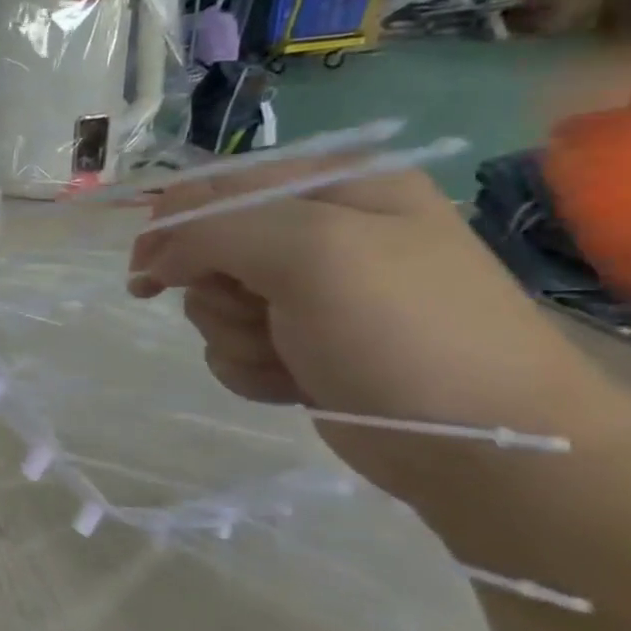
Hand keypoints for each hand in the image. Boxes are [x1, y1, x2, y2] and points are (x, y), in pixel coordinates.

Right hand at [126, 163, 630, 495]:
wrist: (480, 444)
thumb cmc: (401, 330)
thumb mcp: (309, 251)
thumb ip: (214, 230)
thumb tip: (154, 258)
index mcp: (334, 186)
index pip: (214, 185)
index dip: (173, 226)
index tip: (150, 273)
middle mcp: (319, 231)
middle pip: (205, 248)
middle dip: (217, 290)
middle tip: (259, 313)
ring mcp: (309, 292)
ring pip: (211, 302)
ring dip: (234, 335)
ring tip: (287, 355)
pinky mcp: (299, 344)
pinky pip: (230, 346)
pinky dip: (249, 367)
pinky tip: (291, 381)